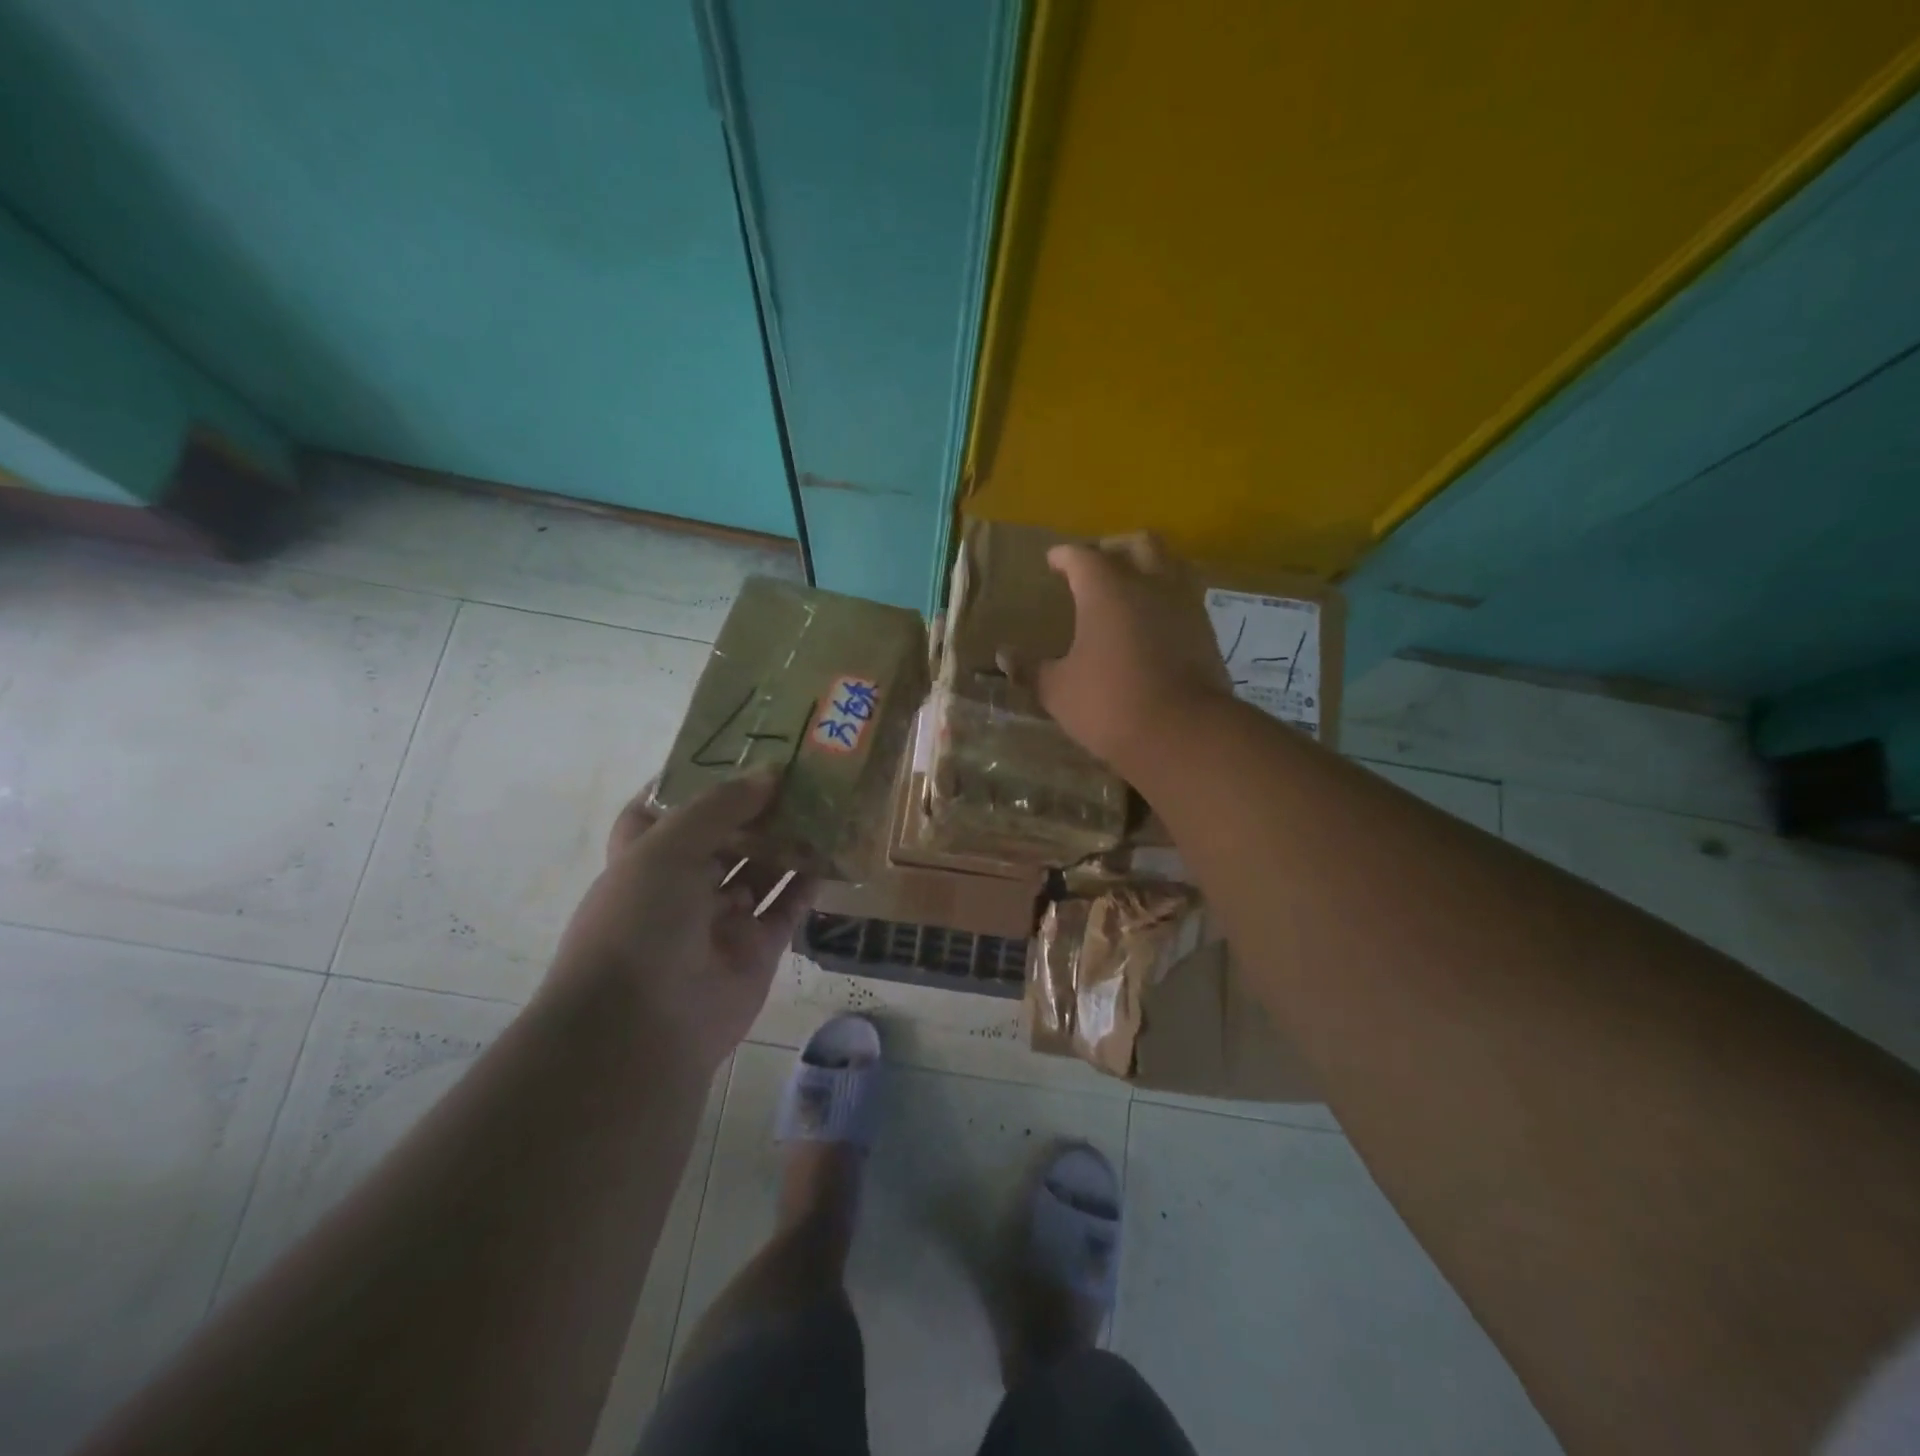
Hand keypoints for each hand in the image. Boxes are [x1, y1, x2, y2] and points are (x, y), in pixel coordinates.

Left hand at [549, 773, 814, 1075]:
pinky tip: (831, 850)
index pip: (661, 810)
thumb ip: (720, 806)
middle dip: (755, 806)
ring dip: (787, 839)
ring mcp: (721, 919)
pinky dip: (807, 881)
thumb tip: (769, 773)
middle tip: (798, 770)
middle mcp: (681, 886)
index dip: (690, 782)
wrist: (642, 1028)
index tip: (730, 752)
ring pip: (760, 869)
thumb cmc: (639, 923)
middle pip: (723, 836)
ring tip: (824, 802)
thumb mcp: (668, 847)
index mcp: (645, 859)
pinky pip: (787, 906)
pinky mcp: (757, 948)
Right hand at [1032, 533, 1233, 773]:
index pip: (1082, 556)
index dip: (1065, 556)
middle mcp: (1150, 584)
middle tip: (1097, 562)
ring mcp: (1184, 605)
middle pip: (1138, 544)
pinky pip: (1185, 597)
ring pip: (1171, 564)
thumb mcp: (1058, 690)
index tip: (1053, 560)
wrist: (1181, 733)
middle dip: (1115, 547)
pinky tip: (1154, 622)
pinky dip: (1167, 598)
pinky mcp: (1206, 631)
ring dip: (1149, 567)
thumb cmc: (1109, 704)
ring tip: (1131, 587)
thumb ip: (1031, 669)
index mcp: (1107, 589)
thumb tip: (1004, 656)